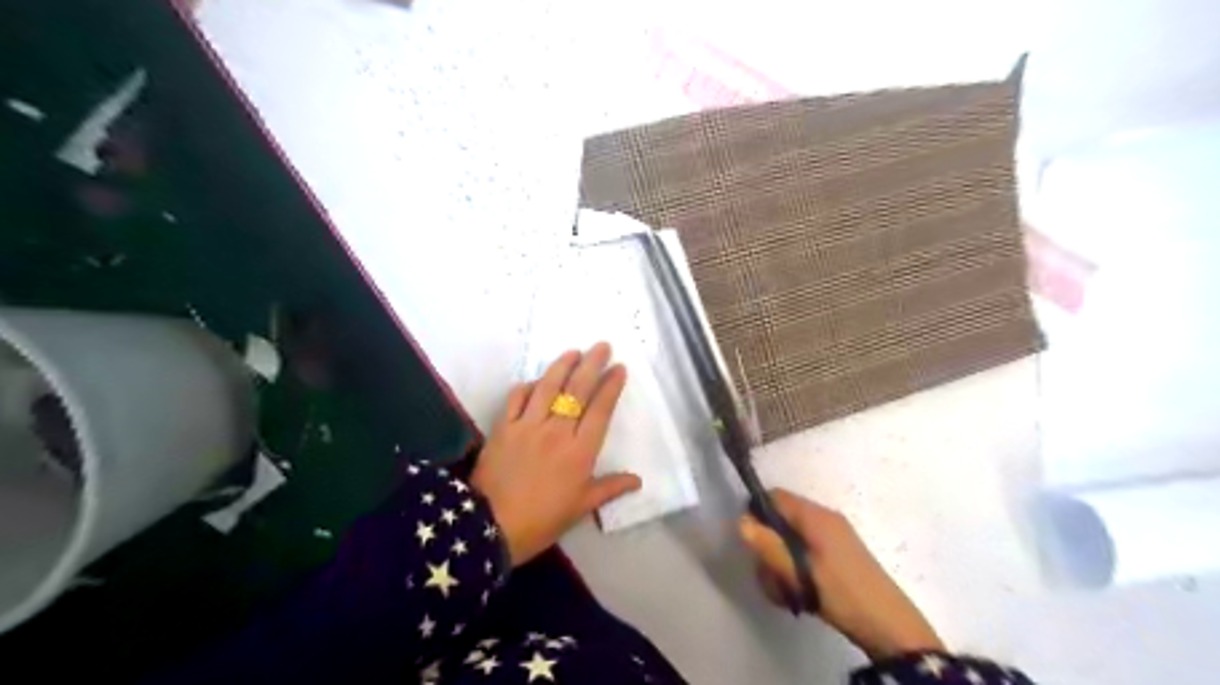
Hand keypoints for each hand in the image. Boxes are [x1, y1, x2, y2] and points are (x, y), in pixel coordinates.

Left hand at [468, 342, 642, 567]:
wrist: (490, 527)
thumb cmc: (542, 520)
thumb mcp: (580, 507)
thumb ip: (609, 488)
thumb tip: (637, 480)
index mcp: (580, 451)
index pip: (600, 410)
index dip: (611, 386)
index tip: (619, 367)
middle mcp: (557, 431)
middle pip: (578, 390)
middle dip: (592, 364)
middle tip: (602, 345)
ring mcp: (528, 426)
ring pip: (548, 387)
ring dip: (562, 366)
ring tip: (573, 351)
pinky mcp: (504, 427)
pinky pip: (517, 398)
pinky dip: (527, 386)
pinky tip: (534, 380)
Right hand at [732, 491, 942, 661]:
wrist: (890, 626)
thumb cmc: (841, 593)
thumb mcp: (799, 573)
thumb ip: (768, 546)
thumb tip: (741, 521)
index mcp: (815, 516)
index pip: (775, 496)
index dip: (757, 513)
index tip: (752, 542)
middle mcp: (824, 518)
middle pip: (781, 520)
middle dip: (768, 547)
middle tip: (769, 577)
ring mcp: (833, 536)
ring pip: (791, 539)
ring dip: (781, 563)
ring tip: (785, 592)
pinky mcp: (838, 554)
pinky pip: (805, 551)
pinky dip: (796, 568)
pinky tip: (799, 594)